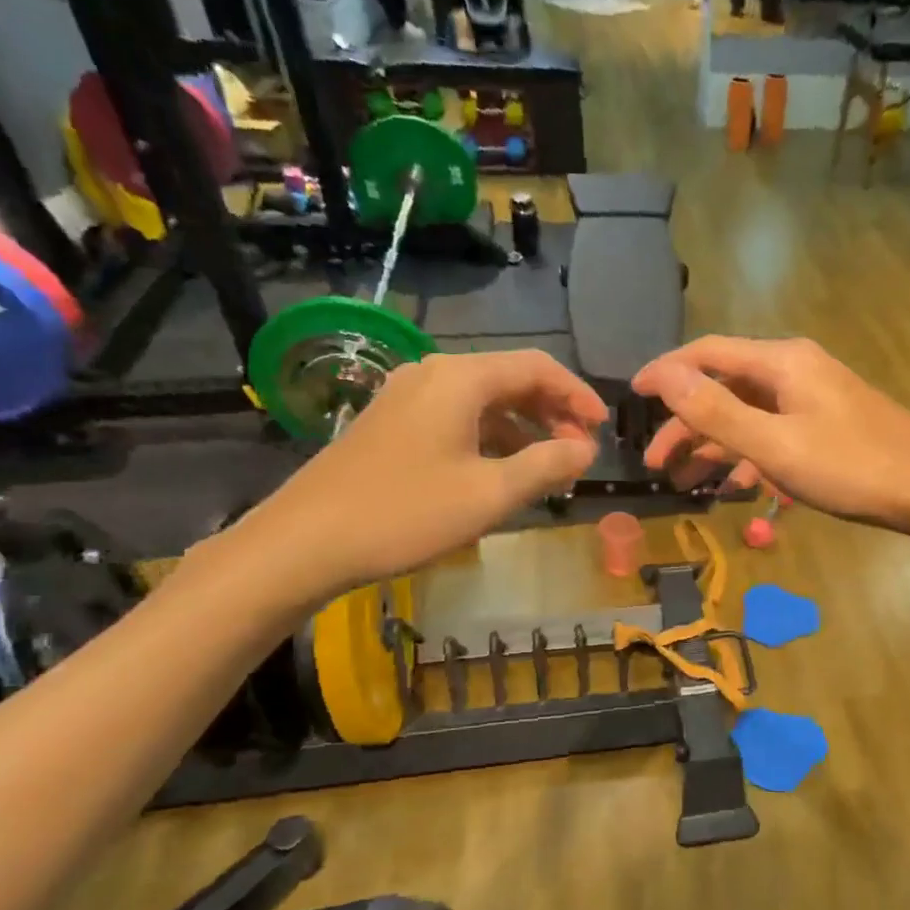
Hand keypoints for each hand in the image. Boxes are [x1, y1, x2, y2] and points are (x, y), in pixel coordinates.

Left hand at [232, 351, 605, 602]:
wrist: (306, 541)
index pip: (537, 367)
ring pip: (484, 400)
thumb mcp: (490, 494)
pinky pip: (458, 416)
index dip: (578, 394)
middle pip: (510, 379)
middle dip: (553, 412)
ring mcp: (408, 396)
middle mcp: (433, 373)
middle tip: (580, 452)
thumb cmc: (407, 513)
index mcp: (460, 379)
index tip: (603, 428)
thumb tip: (586, 449)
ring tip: (548, 467)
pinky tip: (501, 471)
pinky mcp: (392, 422)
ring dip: (523, 428)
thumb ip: (547, 465)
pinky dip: (491, 437)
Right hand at [632, 336, 909, 534]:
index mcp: (781, 363)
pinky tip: (739, 484)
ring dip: (715, 444)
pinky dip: (750, 454)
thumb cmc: (851, 466)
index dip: (666, 372)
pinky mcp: (827, 424)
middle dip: (686, 423)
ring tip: (686, 481)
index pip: (707, 353)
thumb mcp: (775, 444)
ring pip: (749, 414)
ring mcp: (814, 398)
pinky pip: (774, 432)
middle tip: (656, 463)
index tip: (631, 397)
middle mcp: (795, 370)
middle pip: (725, 387)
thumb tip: (664, 376)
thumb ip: (717, 411)